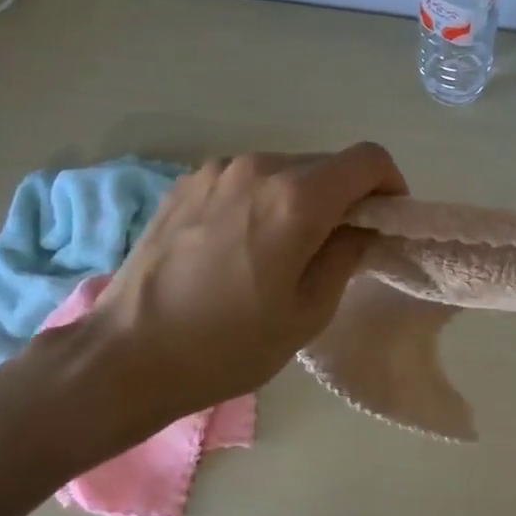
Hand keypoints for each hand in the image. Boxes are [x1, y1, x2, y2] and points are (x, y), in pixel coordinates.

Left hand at [79, 145, 406, 432]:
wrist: (126, 356)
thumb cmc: (228, 345)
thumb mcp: (308, 312)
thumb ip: (348, 255)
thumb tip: (363, 227)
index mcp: (296, 198)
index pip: (368, 159)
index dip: (390, 185)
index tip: (384, 221)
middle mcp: (259, 167)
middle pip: (327, 163)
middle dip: (347, 196)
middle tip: (338, 245)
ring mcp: (217, 170)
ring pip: (287, 169)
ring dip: (304, 198)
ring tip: (286, 249)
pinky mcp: (187, 182)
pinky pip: (249, 178)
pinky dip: (265, 199)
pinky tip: (245, 244)